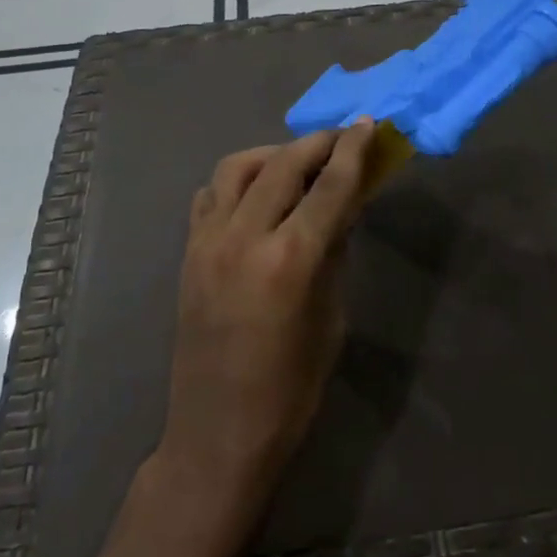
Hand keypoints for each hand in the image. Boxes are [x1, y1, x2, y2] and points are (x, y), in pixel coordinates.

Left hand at [157, 122, 376, 515]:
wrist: (219, 433)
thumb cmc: (291, 388)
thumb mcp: (330, 318)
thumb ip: (335, 252)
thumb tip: (345, 206)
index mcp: (290, 260)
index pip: (329, 186)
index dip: (352, 151)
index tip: (368, 124)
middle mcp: (243, 238)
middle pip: (282, 165)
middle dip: (316, 144)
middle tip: (341, 138)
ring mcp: (207, 243)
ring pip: (236, 168)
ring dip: (272, 154)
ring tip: (297, 162)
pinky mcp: (188, 254)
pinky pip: (210, 196)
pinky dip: (237, 181)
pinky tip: (257, 194)